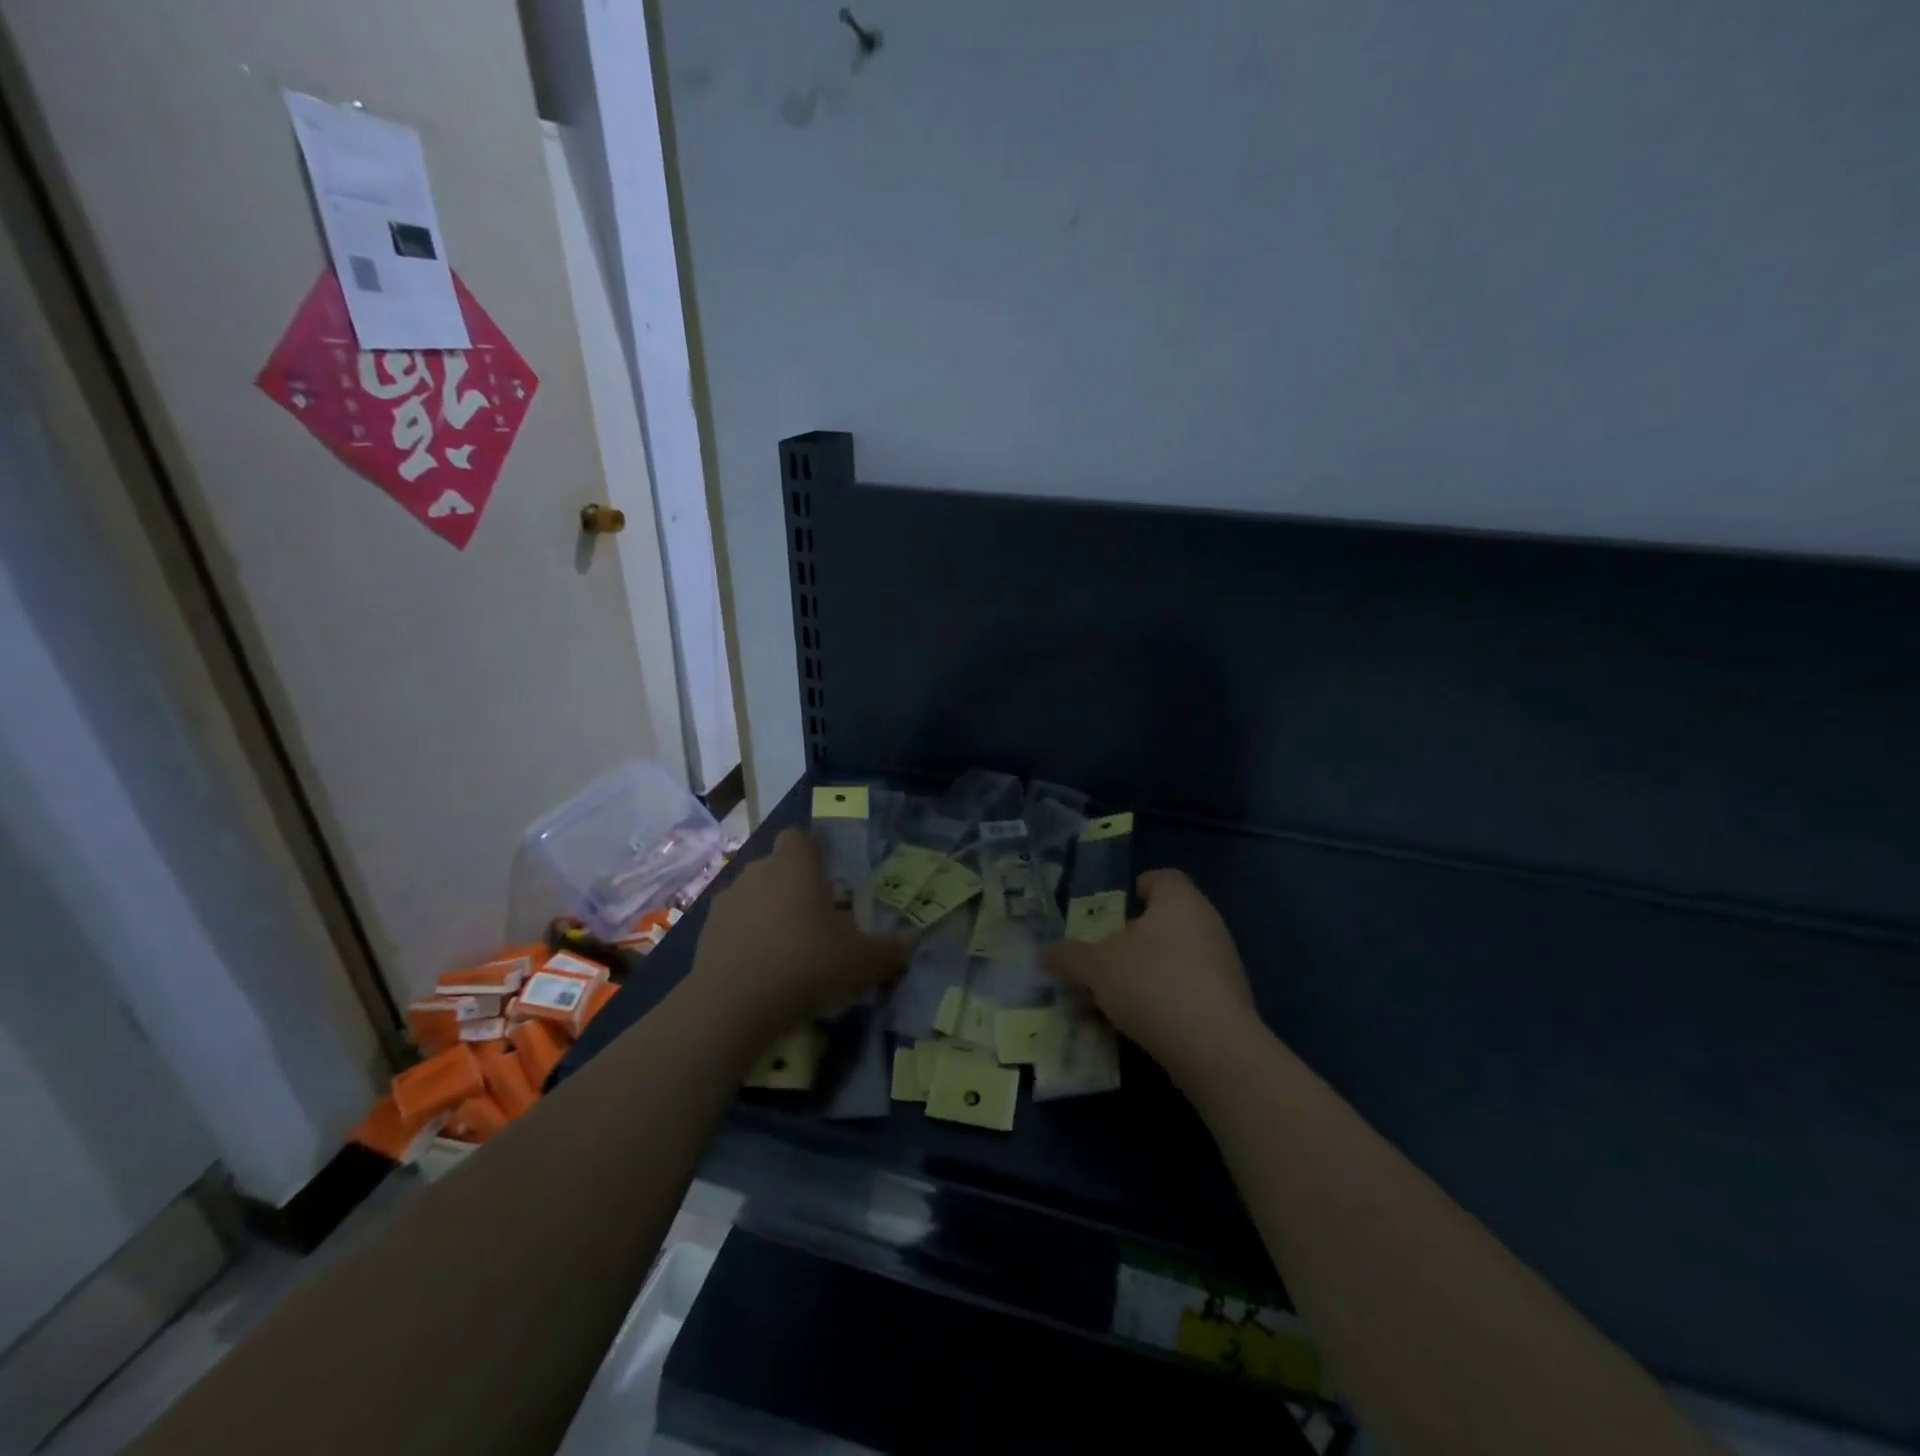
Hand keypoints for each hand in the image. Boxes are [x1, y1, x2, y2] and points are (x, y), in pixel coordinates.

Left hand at [691, 828, 908, 1025]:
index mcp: (796, 865)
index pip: (801, 837)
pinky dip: (747, 936)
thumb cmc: (805, 964)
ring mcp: (728, 900)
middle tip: (818, 919)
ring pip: (755, 894)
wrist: (733, 1004)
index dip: (815, 851)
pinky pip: (735, 923)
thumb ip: (889, 950)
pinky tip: (761, 968)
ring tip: (788, 947)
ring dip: (770, 911)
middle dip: (796, 885)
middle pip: (778, 866)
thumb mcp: (860, 961)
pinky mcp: (707, 930)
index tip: (830, 876)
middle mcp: (759, 871)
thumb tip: (912, 943)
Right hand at [1043, 869, 1257, 1076]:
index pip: (1162, 878)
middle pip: (1168, 919)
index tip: (1116, 909)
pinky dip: (1167, 998)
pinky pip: (1191, 988)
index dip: (1139, 888)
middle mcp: (1207, 923)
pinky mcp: (1230, 1002)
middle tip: (1105, 955)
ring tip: (1117, 994)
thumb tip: (1043, 953)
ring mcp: (1224, 964)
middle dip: (1136, 937)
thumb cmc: (1152, 983)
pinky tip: (1143, 1021)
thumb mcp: (1096, 968)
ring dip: (1149, 970)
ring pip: (1179, 956)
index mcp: (1179, 901)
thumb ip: (1069, 958)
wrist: (1214, 1048)